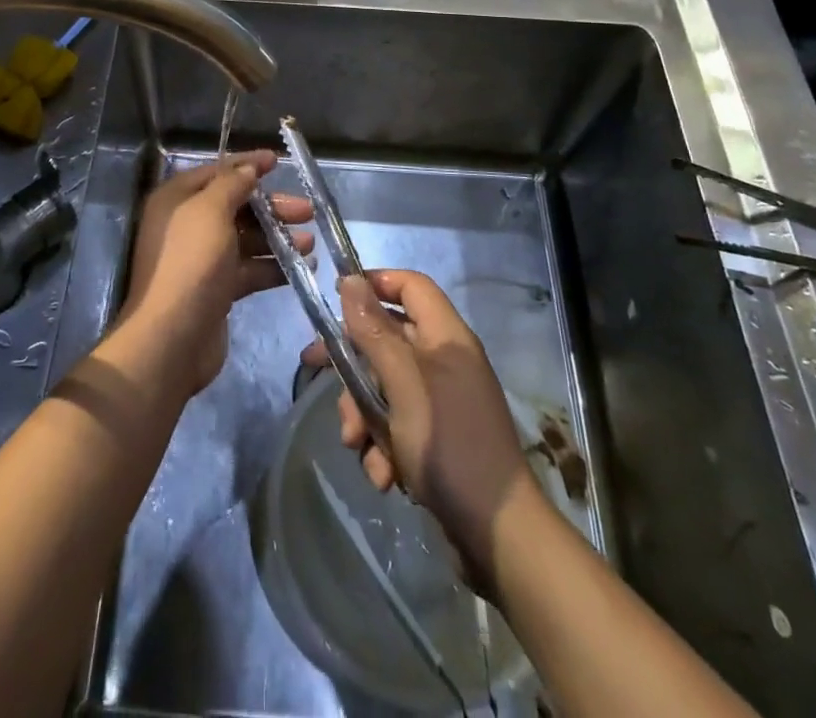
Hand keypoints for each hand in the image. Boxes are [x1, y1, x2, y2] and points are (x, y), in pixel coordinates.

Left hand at [119, 151, 312, 397]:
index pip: (217, 172)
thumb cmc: (191, 263)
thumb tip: (249, 169)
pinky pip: (249, 268)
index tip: (278, 161)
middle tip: (307, 211)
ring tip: (311, 242)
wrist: (172, 338)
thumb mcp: (211, 211)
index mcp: (177, 200)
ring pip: (246, 239)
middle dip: (272, 207)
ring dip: (278, 238)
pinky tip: (302, 267)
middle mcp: (187, 225)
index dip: (247, 165)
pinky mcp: (217, 289)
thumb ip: (232, 185)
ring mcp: (202, 259)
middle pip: (236, 206)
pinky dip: (273, 266)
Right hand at [301, 269, 538, 587]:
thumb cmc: (448, 445)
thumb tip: (350, 280)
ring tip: (357, 445)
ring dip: (364, 414)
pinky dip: (384, 446)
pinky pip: (398, 424)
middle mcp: (445, 361)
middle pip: (387, 338)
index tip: (336, 300)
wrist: (497, 535)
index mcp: (446, 337)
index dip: (374, 283)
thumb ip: (374, 331)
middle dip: (353, 365)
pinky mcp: (437, 438)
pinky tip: (383, 475)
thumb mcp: (402, 384)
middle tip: (317, 373)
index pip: (410, 285)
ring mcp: (443, 401)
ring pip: (384, 386)